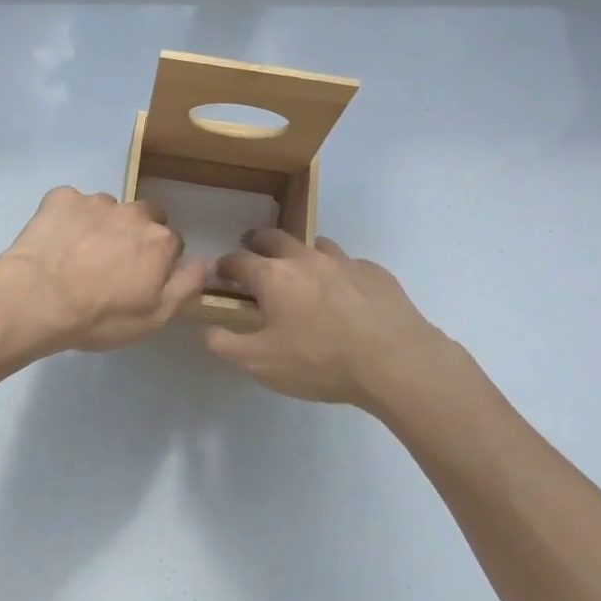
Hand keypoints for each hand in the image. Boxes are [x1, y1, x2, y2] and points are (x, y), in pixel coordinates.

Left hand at [0, 187, 209, 352]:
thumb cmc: (100, 316)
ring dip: (100, 225)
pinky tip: (54, 242)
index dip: (157, 261)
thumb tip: (208, 262)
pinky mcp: (61, 197)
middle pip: (144, 216)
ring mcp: (95, 201)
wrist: (37, 299)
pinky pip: (71, 203)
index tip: (139, 279)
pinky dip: (67, 218)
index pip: (171, 242)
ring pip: (107, 209)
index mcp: (160, 240)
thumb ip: (186, 286)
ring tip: (77, 254)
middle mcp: (133, 212)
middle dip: (133, 234)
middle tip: (111, 263)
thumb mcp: (154, 317)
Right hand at [205, 229, 460, 408]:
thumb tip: (205, 328)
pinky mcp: (375, 273)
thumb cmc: (319, 361)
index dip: (224, 266)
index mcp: (273, 276)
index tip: (221, 275)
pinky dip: (338, 273)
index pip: (237, 259)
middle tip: (254, 254)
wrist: (395, 362)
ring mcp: (344, 261)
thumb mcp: (259, 363)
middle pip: (274, 237)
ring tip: (302, 274)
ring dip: (301, 254)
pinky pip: (349, 264)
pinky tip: (345, 296)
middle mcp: (305, 258)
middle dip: (257, 242)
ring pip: (315, 245)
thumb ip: (224, 344)